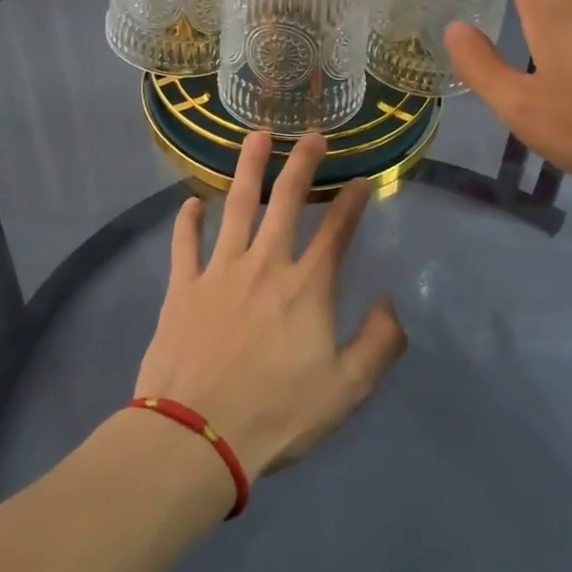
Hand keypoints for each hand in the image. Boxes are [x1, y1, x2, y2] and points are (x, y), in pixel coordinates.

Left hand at [133, 133, 407, 480]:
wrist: (196, 435)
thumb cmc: (276, 414)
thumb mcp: (346, 390)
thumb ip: (379, 344)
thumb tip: (388, 303)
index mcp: (307, 287)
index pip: (336, 231)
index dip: (352, 202)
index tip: (362, 180)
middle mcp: (265, 264)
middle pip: (286, 201)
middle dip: (302, 163)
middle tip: (312, 135)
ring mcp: (220, 271)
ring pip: (236, 206)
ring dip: (248, 168)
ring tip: (256, 136)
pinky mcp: (183, 287)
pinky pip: (185, 243)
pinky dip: (187, 221)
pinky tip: (191, 203)